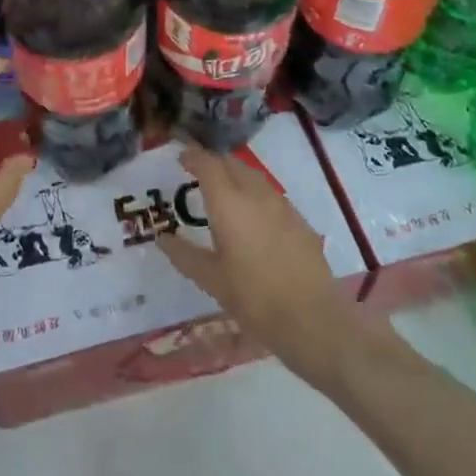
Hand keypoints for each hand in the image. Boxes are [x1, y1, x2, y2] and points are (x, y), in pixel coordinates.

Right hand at [158, 145, 363, 389]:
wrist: (311, 319)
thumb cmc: (254, 298)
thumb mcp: (211, 280)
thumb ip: (184, 255)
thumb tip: (163, 239)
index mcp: (229, 203)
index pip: (208, 164)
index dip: (193, 157)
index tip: (181, 158)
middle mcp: (255, 194)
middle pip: (232, 164)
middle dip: (214, 163)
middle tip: (198, 174)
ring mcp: (282, 205)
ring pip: (254, 177)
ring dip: (235, 176)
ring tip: (224, 192)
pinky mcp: (300, 220)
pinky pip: (271, 195)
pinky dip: (255, 194)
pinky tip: (253, 217)